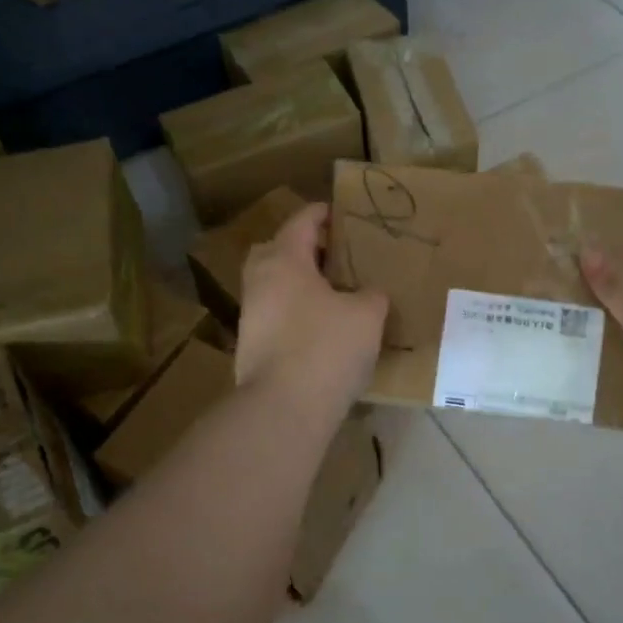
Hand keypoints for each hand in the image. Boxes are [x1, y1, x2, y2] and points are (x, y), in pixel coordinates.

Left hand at [236, 203, 388, 418]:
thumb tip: (368, 294)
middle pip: (276, 250)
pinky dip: (295, 313)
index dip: (322, 214)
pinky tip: (320, 329)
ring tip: (332, 294)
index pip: (301, 222)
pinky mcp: (250, 347)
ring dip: (298, 284)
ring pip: (274, 286)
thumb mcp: (366, 315)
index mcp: (284, 261)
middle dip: (301, 248)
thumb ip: (371, 295)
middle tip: (332, 256)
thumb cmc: (326, 348)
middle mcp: (260, 282)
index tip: (340, 213)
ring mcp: (251, 316)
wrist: (283, 409)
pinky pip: (275, 315)